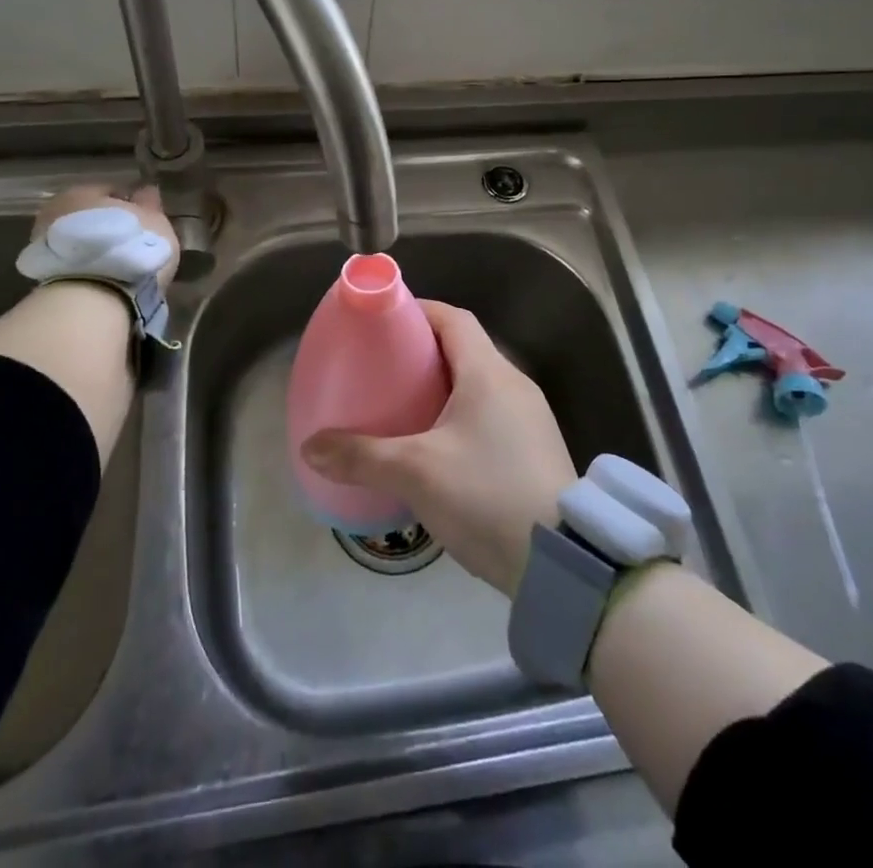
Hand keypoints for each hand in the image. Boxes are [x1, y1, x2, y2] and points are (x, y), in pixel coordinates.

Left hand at [33, 183, 179, 284]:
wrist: (93, 297)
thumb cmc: (130, 247)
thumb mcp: (154, 220)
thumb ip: (149, 203)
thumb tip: (146, 190)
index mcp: (83, 190)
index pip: (111, 190)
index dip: (130, 204)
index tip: (145, 221)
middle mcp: (56, 210)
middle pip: (89, 215)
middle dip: (107, 226)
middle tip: (132, 244)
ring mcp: (44, 244)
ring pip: (78, 241)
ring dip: (95, 249)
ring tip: (119, 266)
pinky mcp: (42, 275)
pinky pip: (72, 264)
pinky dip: (86, 268)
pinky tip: (105, 280)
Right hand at [301, 300, 576, 596]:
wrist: (562, 561)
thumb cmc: (486, 495)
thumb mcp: (416, 473)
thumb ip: (361, 456)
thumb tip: (310, 447)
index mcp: (488, 373)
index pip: (453, 318)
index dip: (419, 312)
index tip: (385, 323)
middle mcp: (514, 384)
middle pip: (466, 348)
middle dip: (424, 351)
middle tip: (385, 369)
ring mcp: (530, 417)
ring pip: (479, 383)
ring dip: (444, 386)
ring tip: (405, 407)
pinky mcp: (535, 449)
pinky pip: (492, 413)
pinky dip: (462, 414)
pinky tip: (439, 447)